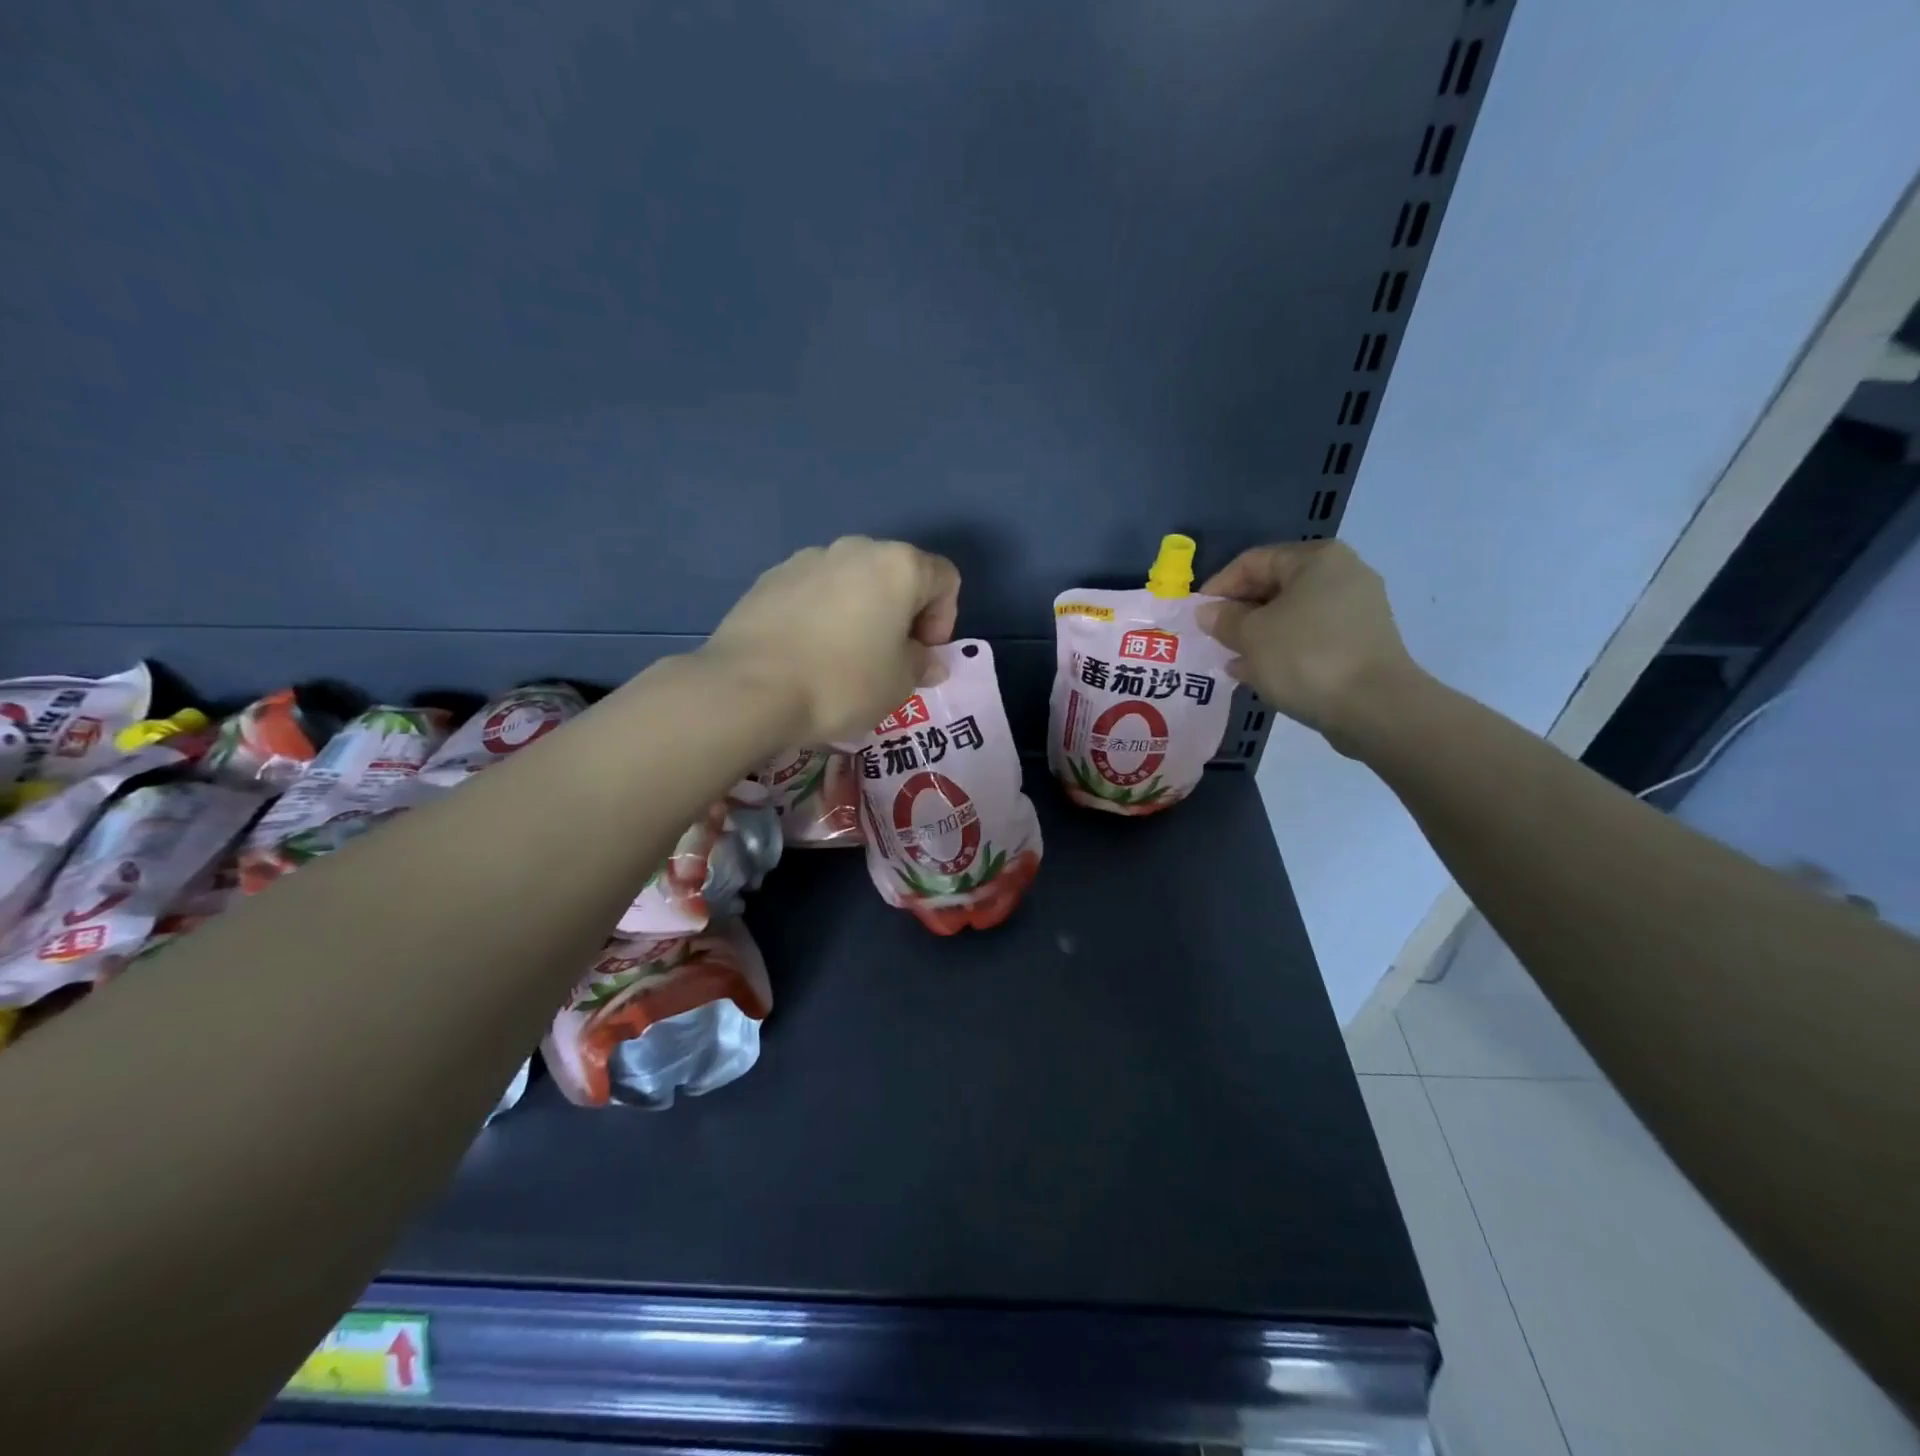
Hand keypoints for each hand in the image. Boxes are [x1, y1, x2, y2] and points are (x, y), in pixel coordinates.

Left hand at [702, 537, 960, 743]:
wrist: (749, 688)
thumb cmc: (842, 683)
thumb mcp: (898, 684)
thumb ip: (921, 664)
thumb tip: (927, 660)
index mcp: (898, 566)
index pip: (944, 580)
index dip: (943, 621)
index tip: (921, 656)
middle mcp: (855, 549)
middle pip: (896, 575)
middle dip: (901, 615)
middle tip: (888, 659)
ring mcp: (807, 559)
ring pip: (852, 582)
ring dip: (860, 613)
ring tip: (842, 659)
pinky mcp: (770, 578)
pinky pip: (814, 593)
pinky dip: (822, 616)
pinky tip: (806, 654)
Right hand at [1198, 541, 1419, 754]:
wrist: (1375, 708)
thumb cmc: (1306, 657)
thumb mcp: (1251, 636)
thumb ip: (1224, 620)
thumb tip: (1208, 612)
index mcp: (1317, 559)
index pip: (1253, 561)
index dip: (1219, 587)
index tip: (1196, 616)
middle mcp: (1342, 575)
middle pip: (1274, 587)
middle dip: (1239, 614)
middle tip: (1212, 639)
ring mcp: (1356, 611)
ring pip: (1291, 617)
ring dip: (1257, 636)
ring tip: (1230, 659)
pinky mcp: (1360, 644)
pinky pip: (1309, 639)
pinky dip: (1282, 651)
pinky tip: (1257, 674)